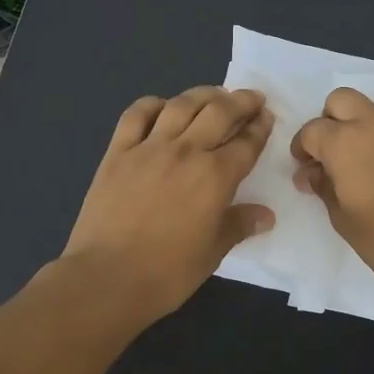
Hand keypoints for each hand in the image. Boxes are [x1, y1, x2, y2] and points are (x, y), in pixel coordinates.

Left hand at [59, 86, 275, 327]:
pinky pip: (136, 115)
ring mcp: (148, 148)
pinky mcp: (117, 153)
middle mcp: (186, 152)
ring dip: (203, 95)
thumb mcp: (212, 252)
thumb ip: (239, 225)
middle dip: (241, 101)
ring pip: (180, 105)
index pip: (246, 143)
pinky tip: (163, 107)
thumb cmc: (167, 273)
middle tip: (252, 98)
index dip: (260, 128)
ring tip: (214, 95)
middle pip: (219, 113)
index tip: (267, 117)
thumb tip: (265, 215)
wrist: (106, 278)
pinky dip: (153, 104)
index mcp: (215, 177)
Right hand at [291, 88, 373, 299]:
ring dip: (371, 131)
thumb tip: (312, 172)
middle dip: (333, 121)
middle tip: (338, 152)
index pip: (312, 130)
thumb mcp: (343, 220)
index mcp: (345, 142)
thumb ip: (323, 186)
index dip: (304, 148)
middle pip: (343, 100)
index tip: (308, 166)